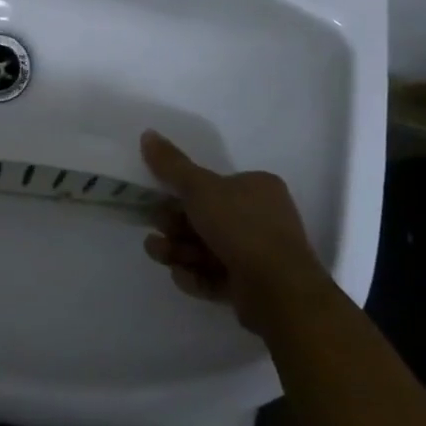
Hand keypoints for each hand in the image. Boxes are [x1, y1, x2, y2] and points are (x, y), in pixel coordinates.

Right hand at [140, 129, 331, 334]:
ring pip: (208, 248)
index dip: (184, 193)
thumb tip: (147, 134)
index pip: (214, 185)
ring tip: (159, 254)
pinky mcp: (252, 287)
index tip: (160, 200)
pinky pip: (217, 276)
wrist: (279, 291)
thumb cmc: (241, 227)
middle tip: (157, 230)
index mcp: (257, 188)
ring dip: (179, 250)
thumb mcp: (200, 188)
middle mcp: (261, 218)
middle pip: (206, 218)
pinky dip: (196, 275)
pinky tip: (181, 276)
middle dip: (176, 226)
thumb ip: (172, 164)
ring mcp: (258, 255)